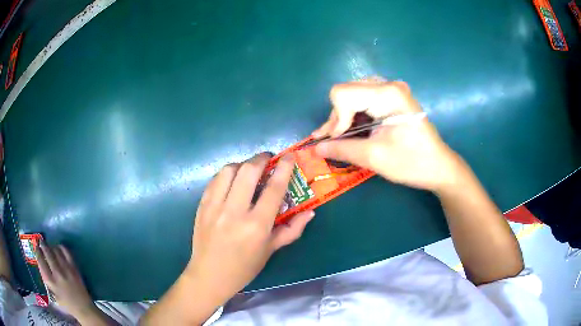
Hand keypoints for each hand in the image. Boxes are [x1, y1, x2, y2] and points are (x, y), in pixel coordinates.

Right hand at [36, 243, 97, 318]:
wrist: (83, 308)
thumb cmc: (66, 303)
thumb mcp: (53, 293)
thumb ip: (46, 279)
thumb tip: (40, 263)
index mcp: (50, 281)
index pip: (40, 261)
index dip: (37, 251)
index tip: (36, 247)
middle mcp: (57, 274)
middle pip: (47, 253)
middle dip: (43, 245)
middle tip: (41, 241)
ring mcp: (66, 270)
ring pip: (56, 251)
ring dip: (51, 246)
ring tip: (50, 245)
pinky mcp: (74, 269)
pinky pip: (67, 252)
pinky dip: (62, 247)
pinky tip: (59, 247)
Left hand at [185, 153, 313, 304]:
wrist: (209, 276)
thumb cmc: (244, 267)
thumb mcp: (270, 250)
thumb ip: (292, 230)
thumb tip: (310, 212)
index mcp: (256, 226)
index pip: (274, 189)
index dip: (284, 169)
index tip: (289, 156)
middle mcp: (234, 212)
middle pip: (248, 171)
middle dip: (261, 158)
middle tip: (268, 159)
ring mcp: (214, 208)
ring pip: (228, 171)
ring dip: (242, 164)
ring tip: (248, 170)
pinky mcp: (201, 206)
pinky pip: (214, 181)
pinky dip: (226, 175)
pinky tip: (231, 181)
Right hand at [312, 80, 460, 191]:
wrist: (439, 166)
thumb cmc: (412, 162)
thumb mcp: (374, 157)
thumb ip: (342, 149)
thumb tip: (315, 148)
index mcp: (387, 94)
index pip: (343, 94)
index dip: (335, 118)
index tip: (338, 140)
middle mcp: (388, 84)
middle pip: (347, 92)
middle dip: (337, 118)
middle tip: (333, 141)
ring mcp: (392, 89)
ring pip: (353, 95)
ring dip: (344, 117)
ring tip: (340, 137)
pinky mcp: (393, 97)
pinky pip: (364, 99)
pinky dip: (354, 115)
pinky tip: (351, 130)